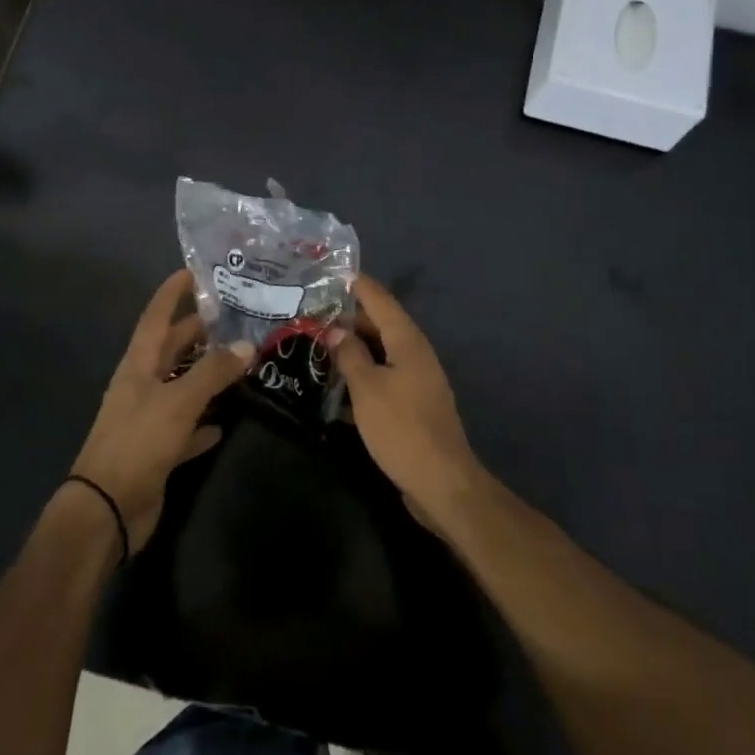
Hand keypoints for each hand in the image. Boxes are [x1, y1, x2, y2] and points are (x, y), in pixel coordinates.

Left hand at [69, 270, 251, 554]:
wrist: (106, 509)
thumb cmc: (137, 443)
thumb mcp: (177, 402)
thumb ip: (212, 373)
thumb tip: (246, 345)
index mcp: (138, 365)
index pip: (156, 317)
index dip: (172, 293)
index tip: (192, 271)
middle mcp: (142, 385)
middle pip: (171, 349)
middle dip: (197, 331)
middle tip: (233, 316)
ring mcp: (149, 419)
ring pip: (181, 386)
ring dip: (205, 374)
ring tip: (239, 360)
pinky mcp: (157, 450)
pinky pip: (186, 428)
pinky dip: (203, 422)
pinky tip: (225, 422)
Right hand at [325, 275, 485, 535]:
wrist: (441, 482)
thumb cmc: (401, 428)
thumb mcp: (367, 388)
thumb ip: (349, 355)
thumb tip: (334, 331)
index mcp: (408, 341)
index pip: (380, 299)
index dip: (357, 284)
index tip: (332, 272)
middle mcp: (415, 353)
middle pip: (379, 324)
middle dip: (348, 317)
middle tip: (312, 312)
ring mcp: (416, 379)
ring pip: (380, 351)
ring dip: (352, 346)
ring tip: (318, 342)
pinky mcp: (412, 403)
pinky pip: (383, 376)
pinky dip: (361, 373)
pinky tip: (336, 384)